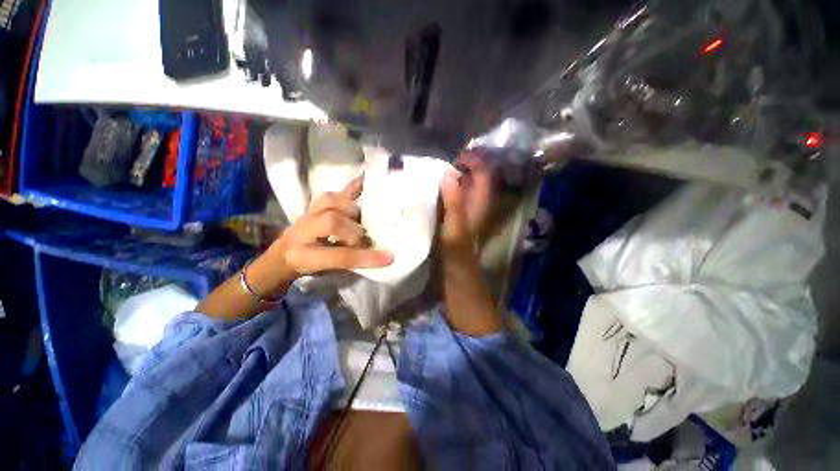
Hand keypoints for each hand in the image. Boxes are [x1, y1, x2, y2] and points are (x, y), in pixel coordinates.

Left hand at [272, 176, 393, 278]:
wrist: (284, 254)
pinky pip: (334, 191)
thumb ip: (350, 262)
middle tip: (365, 238)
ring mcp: (308, 213)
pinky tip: (366, 179)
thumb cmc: (310, 266)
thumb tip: (380, 254)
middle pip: (332, 222)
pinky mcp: (315, 203)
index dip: (364, 256)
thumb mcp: (328, 272)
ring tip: (363, 217)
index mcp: (304, 256)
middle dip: (355, 231)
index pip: (338, 256)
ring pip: (331, 202)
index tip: (389, 257)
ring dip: (352, 209)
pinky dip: (352, 186)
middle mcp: (303, 231)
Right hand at [439, 151, 495, 263]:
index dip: (474, 160)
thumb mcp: (455, 227)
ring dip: (454, 176)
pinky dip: (446, 188)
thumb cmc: (457, 251)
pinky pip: (453, 195)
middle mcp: (476, 203)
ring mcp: (466, 209)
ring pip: (464, 185)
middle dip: (463, 165)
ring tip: (436, 169)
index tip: (456, 155)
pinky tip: (433, 187)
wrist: (455, 271)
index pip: (483, 173)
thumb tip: (449, 173)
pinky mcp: (456, 215)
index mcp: (479, 203)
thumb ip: (454, 201)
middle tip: (443, 160)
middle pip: (475, 177)